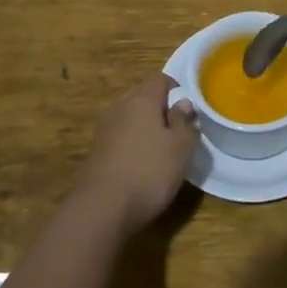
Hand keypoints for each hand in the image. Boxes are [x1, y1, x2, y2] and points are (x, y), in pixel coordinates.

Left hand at [74, 73, 199, 236]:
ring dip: (146, 128)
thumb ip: (185, 122)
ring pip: (130, 117)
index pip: (160, 79)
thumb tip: (183, 103)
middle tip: (178, 131)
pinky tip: (141, 166)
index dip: (177, 90)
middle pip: (143, 96)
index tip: (189, 111)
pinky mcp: (96, 151)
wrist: (101, 209)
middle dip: (161, 109)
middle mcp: (120, 107)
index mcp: (141, 99)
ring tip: (162, 150)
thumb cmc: (149, 172)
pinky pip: (120, 137)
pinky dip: (132, 144)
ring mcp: (105, 129)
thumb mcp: (181, 147)